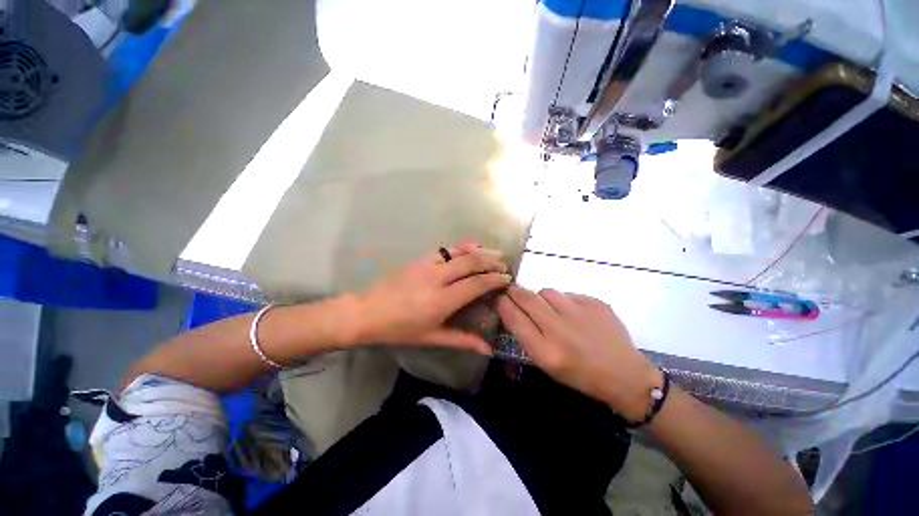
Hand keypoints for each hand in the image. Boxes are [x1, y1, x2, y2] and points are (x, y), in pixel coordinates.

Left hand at [353, 243, 510, 353]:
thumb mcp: (432, 337)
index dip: (494, 280)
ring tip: (494, 253)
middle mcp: (437, 278)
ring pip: (459, 252)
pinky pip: (445, 250)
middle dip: (491, 261)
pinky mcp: (419, 259)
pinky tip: (469, 249)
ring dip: (479, 251)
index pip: (475, 284)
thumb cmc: (400, 329)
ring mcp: (427, 265)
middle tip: (504, 265)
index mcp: (441, 300)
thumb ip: (462, 340)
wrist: (367, 312)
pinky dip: (461, 248)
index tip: (507, 279)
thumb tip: (487, 348)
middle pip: (471, 262)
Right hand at [497, 286, 661, 420]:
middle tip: (514, 292)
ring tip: (550, 309)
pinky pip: (568, 294)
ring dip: (542, 298)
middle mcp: (560, 330)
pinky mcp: (595, 303)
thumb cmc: (580, 375)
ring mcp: (580, 313)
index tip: (501, 299)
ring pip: (546, 292)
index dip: (504, 304)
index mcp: (546, 352)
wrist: (625, 375)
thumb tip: (512, 311)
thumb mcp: (547, 365)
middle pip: (527, 298)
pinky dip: (565, 301)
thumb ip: (527, 337)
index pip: (514, 318)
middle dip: (515, 292)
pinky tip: (575, 315)